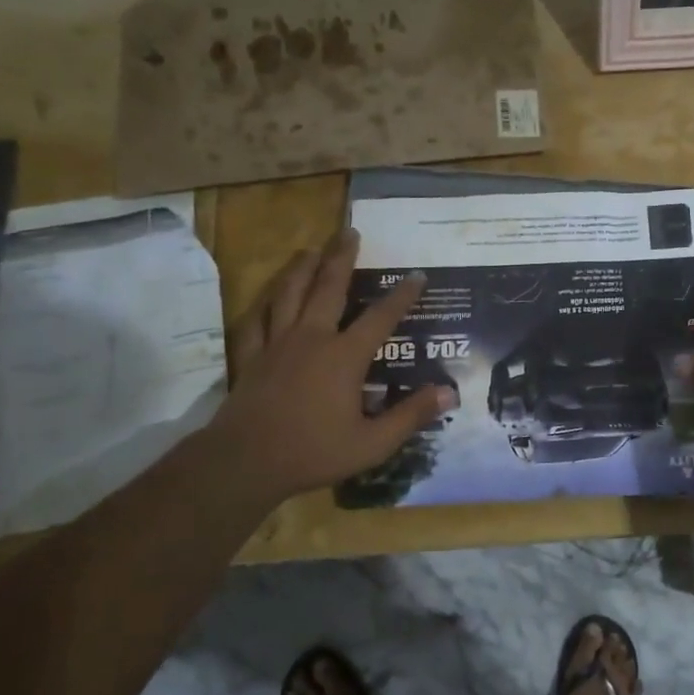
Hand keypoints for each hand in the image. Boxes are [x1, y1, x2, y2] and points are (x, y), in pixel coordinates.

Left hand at [202, 230, 450, 505]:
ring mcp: (276, 344)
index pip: (380, 317)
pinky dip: (263, 306)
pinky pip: (255, 322)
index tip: (416, 275)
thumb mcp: (373, 443)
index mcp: (344, 357)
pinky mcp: (250, 357)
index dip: (401, 295)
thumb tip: (448, 393)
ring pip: (289, 294)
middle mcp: (311, 339)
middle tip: (349, 231)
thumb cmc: (313, 452)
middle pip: (328, 288)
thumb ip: (410, 416)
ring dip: (302, 268)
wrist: (245, 463)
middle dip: (341, 258)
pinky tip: (267, 299)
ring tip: (310, 250)